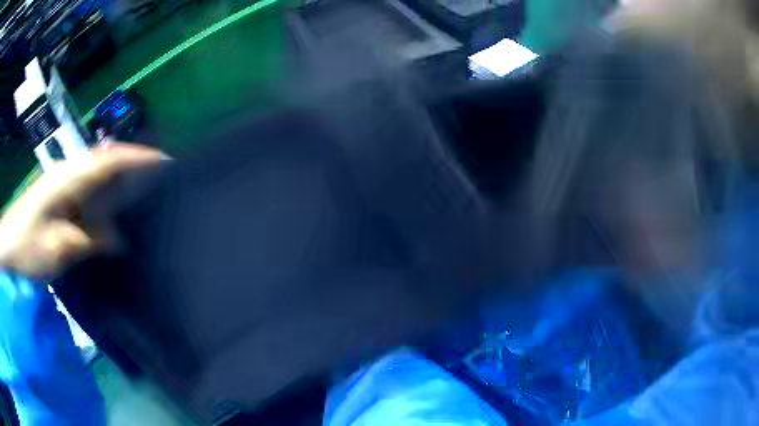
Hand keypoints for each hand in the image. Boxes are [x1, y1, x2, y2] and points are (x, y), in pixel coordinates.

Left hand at [0, 143, 161, 279]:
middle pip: (107, 162)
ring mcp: (65, 184)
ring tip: (145, 196)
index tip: (165, 160)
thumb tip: (118, 240)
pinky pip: (90, 192)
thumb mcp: (57, 249)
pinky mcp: (62, 196)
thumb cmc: (27, 246)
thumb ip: (87, 241)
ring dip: (121, 182)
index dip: (136, 157)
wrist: (9, 244)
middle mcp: (69, 174)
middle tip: (162, 181)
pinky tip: (115, 216)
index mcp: (68, 180)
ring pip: (99, 176)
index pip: (107, 160)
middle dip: (134, 166)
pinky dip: (106, 198)